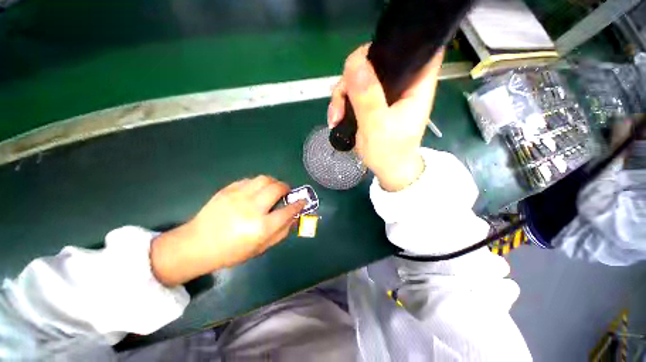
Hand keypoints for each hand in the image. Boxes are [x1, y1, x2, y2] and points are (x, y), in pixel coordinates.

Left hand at [150, 176, 304, 285]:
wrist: (197, 244)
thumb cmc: (231, 251)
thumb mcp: (261, 248)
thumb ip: (281, 232)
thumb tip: (294, 218)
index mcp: (261, 227)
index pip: (288, 211)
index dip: (298, 204)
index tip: (302, 201)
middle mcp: (252, 208)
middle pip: (277, 189)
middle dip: (286, 188)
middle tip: (286, 192)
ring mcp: (238, 196)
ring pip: (264, 179)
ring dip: (273, 182)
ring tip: (272, 188)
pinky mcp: (228, 190)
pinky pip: (250, 180)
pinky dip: (258, 183)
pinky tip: (256, 190)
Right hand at [328, 44, 443, 190]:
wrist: (387, 169)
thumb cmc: (389, 152)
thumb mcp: (378, 126)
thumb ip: (368, 97)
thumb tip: (354, 64)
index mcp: (414, 85)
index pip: (413, 48)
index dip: (393, 43)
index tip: (369, 57)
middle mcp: (399, 84)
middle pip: (374, 61)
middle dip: (352, 77)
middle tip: (341, 100)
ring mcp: (383, 94)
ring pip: (358, 78)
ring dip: (341, 95)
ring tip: (335, 117)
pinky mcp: (370, 103)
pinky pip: (351, 93)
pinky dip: (341, 104)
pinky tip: (335, 118)